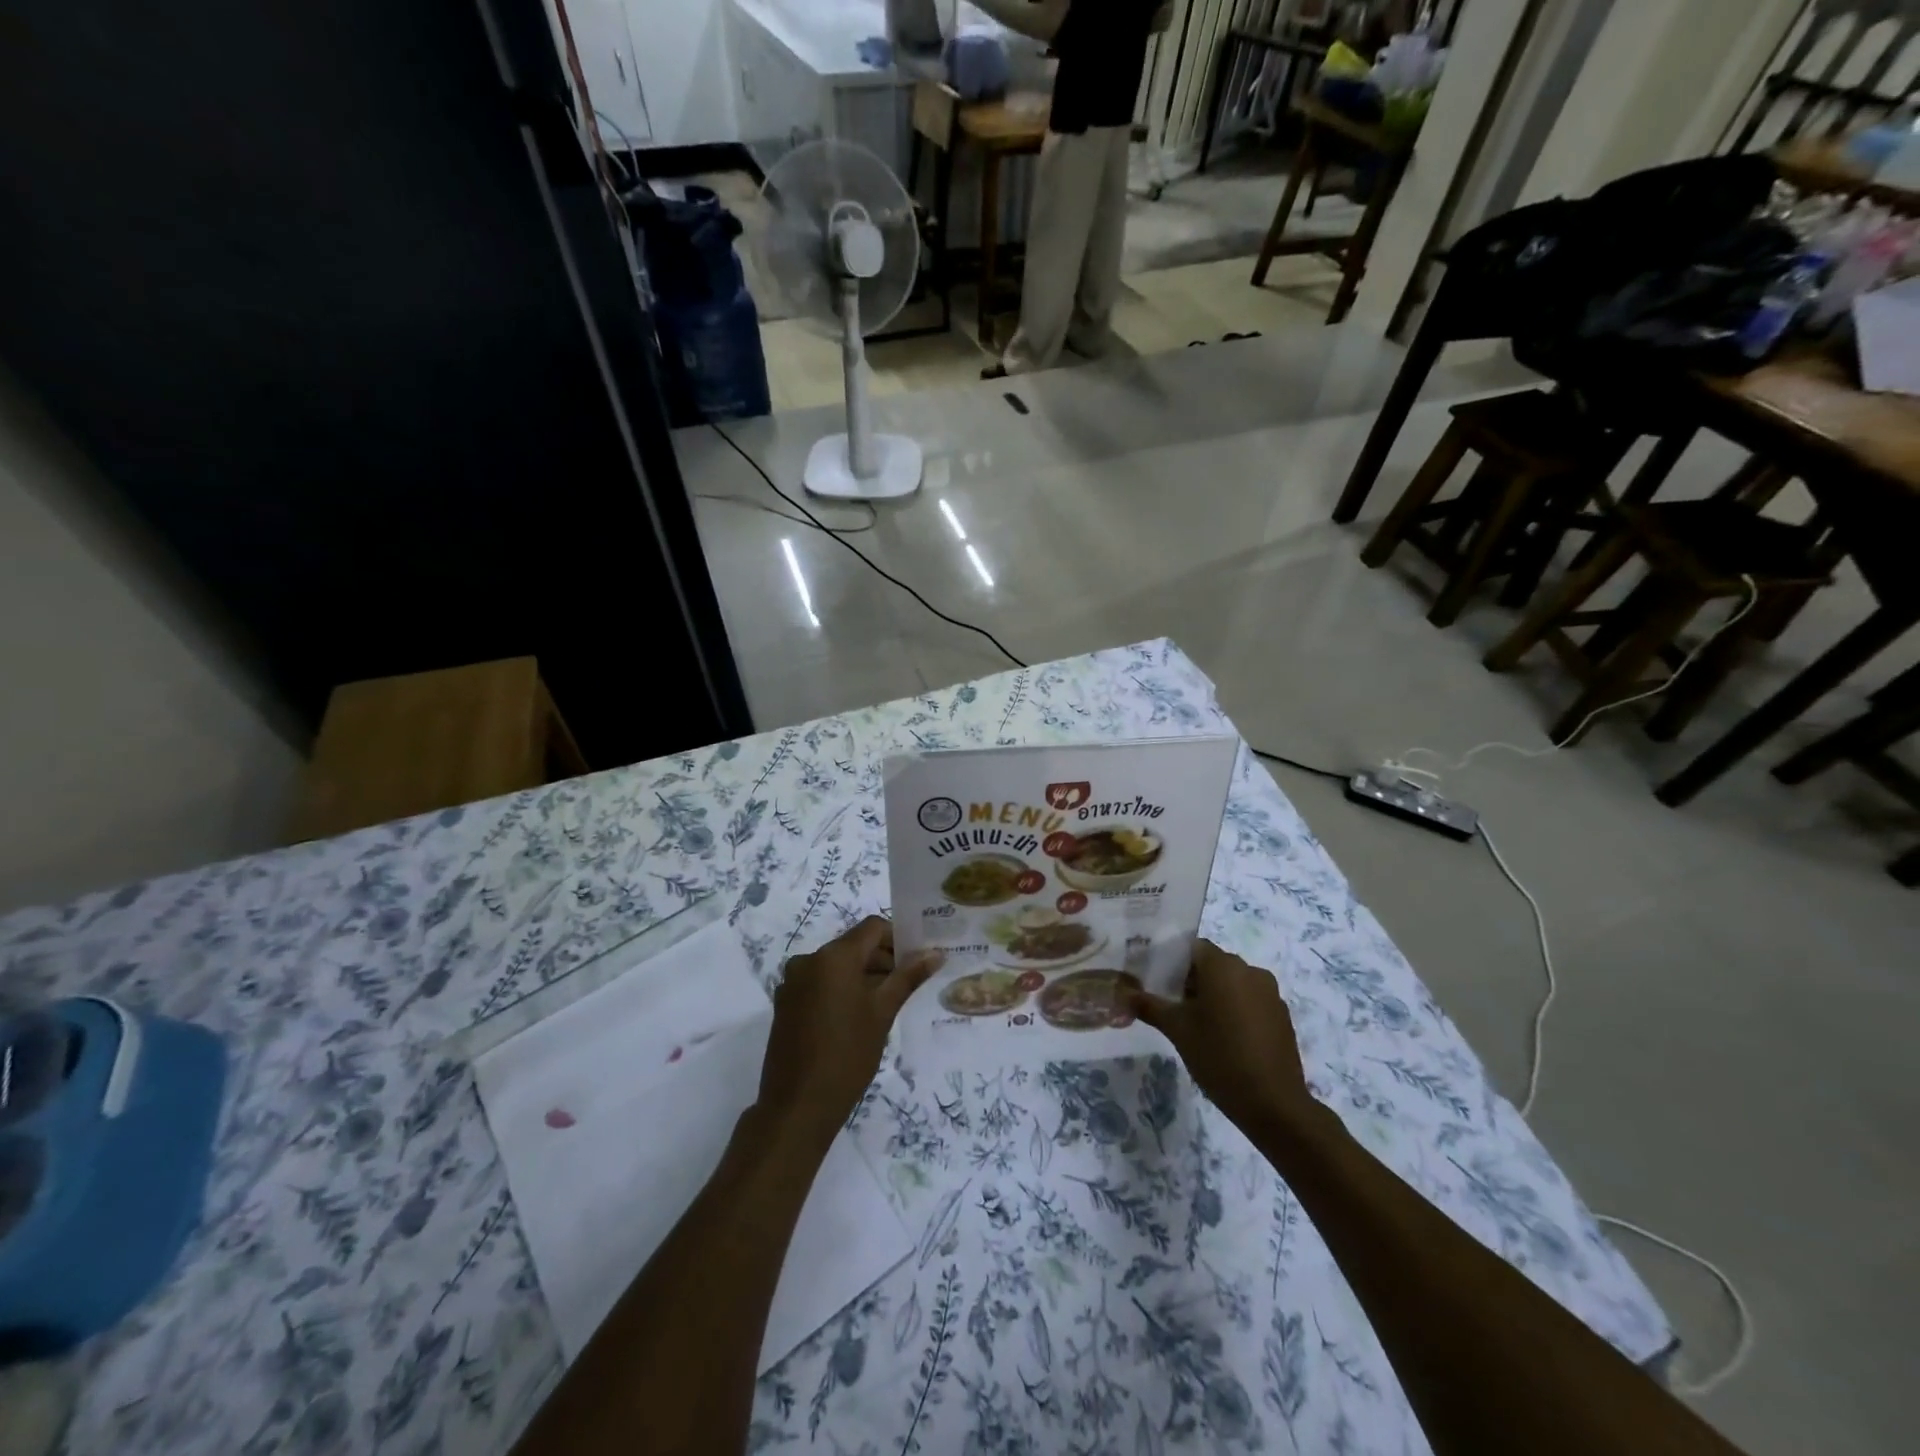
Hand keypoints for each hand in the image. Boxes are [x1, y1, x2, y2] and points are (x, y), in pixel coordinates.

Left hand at [758, 917, 940, 1145]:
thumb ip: (908, 977)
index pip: (872, 928)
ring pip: (836, 966)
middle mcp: (809, 960)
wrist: (797, 1106)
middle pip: (853, 945)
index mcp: (833, 956)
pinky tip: (856, 1018)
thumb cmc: (847, 1055)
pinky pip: (819, 983)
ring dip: (862, 975)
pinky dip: (840, 989)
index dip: (898, 938)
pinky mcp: (785, 1003)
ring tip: (885, 1005)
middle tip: (907, 985)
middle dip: (882, 959)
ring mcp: (792, 982)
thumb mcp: (883, 1013)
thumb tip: (935, 953)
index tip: (917, 960)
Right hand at [1130, 940, 1315, 1135]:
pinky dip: (1236, 1010)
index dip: (1173, 962)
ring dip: (1216, 996)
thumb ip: (1148, 1005)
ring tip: (1199, 1026)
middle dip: (1193, 981)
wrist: (1273, 1103)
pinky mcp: (1282, 1016)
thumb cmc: (1218, 1056)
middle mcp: (1250, 970)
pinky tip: (1226, 1039)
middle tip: (1173, 1007)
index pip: (1192, 948)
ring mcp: (1270, 993)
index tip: (1159, 984)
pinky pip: (1251, 1001)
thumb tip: (1122, 993)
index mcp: (1223, 966)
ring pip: (1233, 983)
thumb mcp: (1176, 1029)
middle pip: (1213, 964)